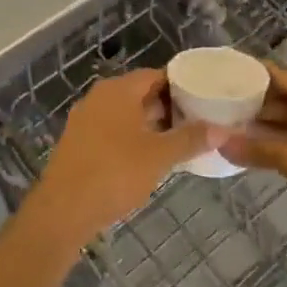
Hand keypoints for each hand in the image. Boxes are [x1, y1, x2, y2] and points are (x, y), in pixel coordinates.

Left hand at [21, 69, 220, 250]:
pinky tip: (148, 158)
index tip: (203, 98)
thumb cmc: (115, 173)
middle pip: (140, 93)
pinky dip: (132, 137)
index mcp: (118, 90)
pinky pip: (112, 130)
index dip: (181, 85)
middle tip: (197, 120)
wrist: (63, 210)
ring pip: (125, 114)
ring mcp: (85, 120)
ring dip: (150, 124)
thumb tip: (222, 129)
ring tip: (178, 140)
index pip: (156, 75)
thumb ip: (190, 139)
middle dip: (167, 106)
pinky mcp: (78, 143)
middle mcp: (99, 97)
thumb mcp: (159, 156)